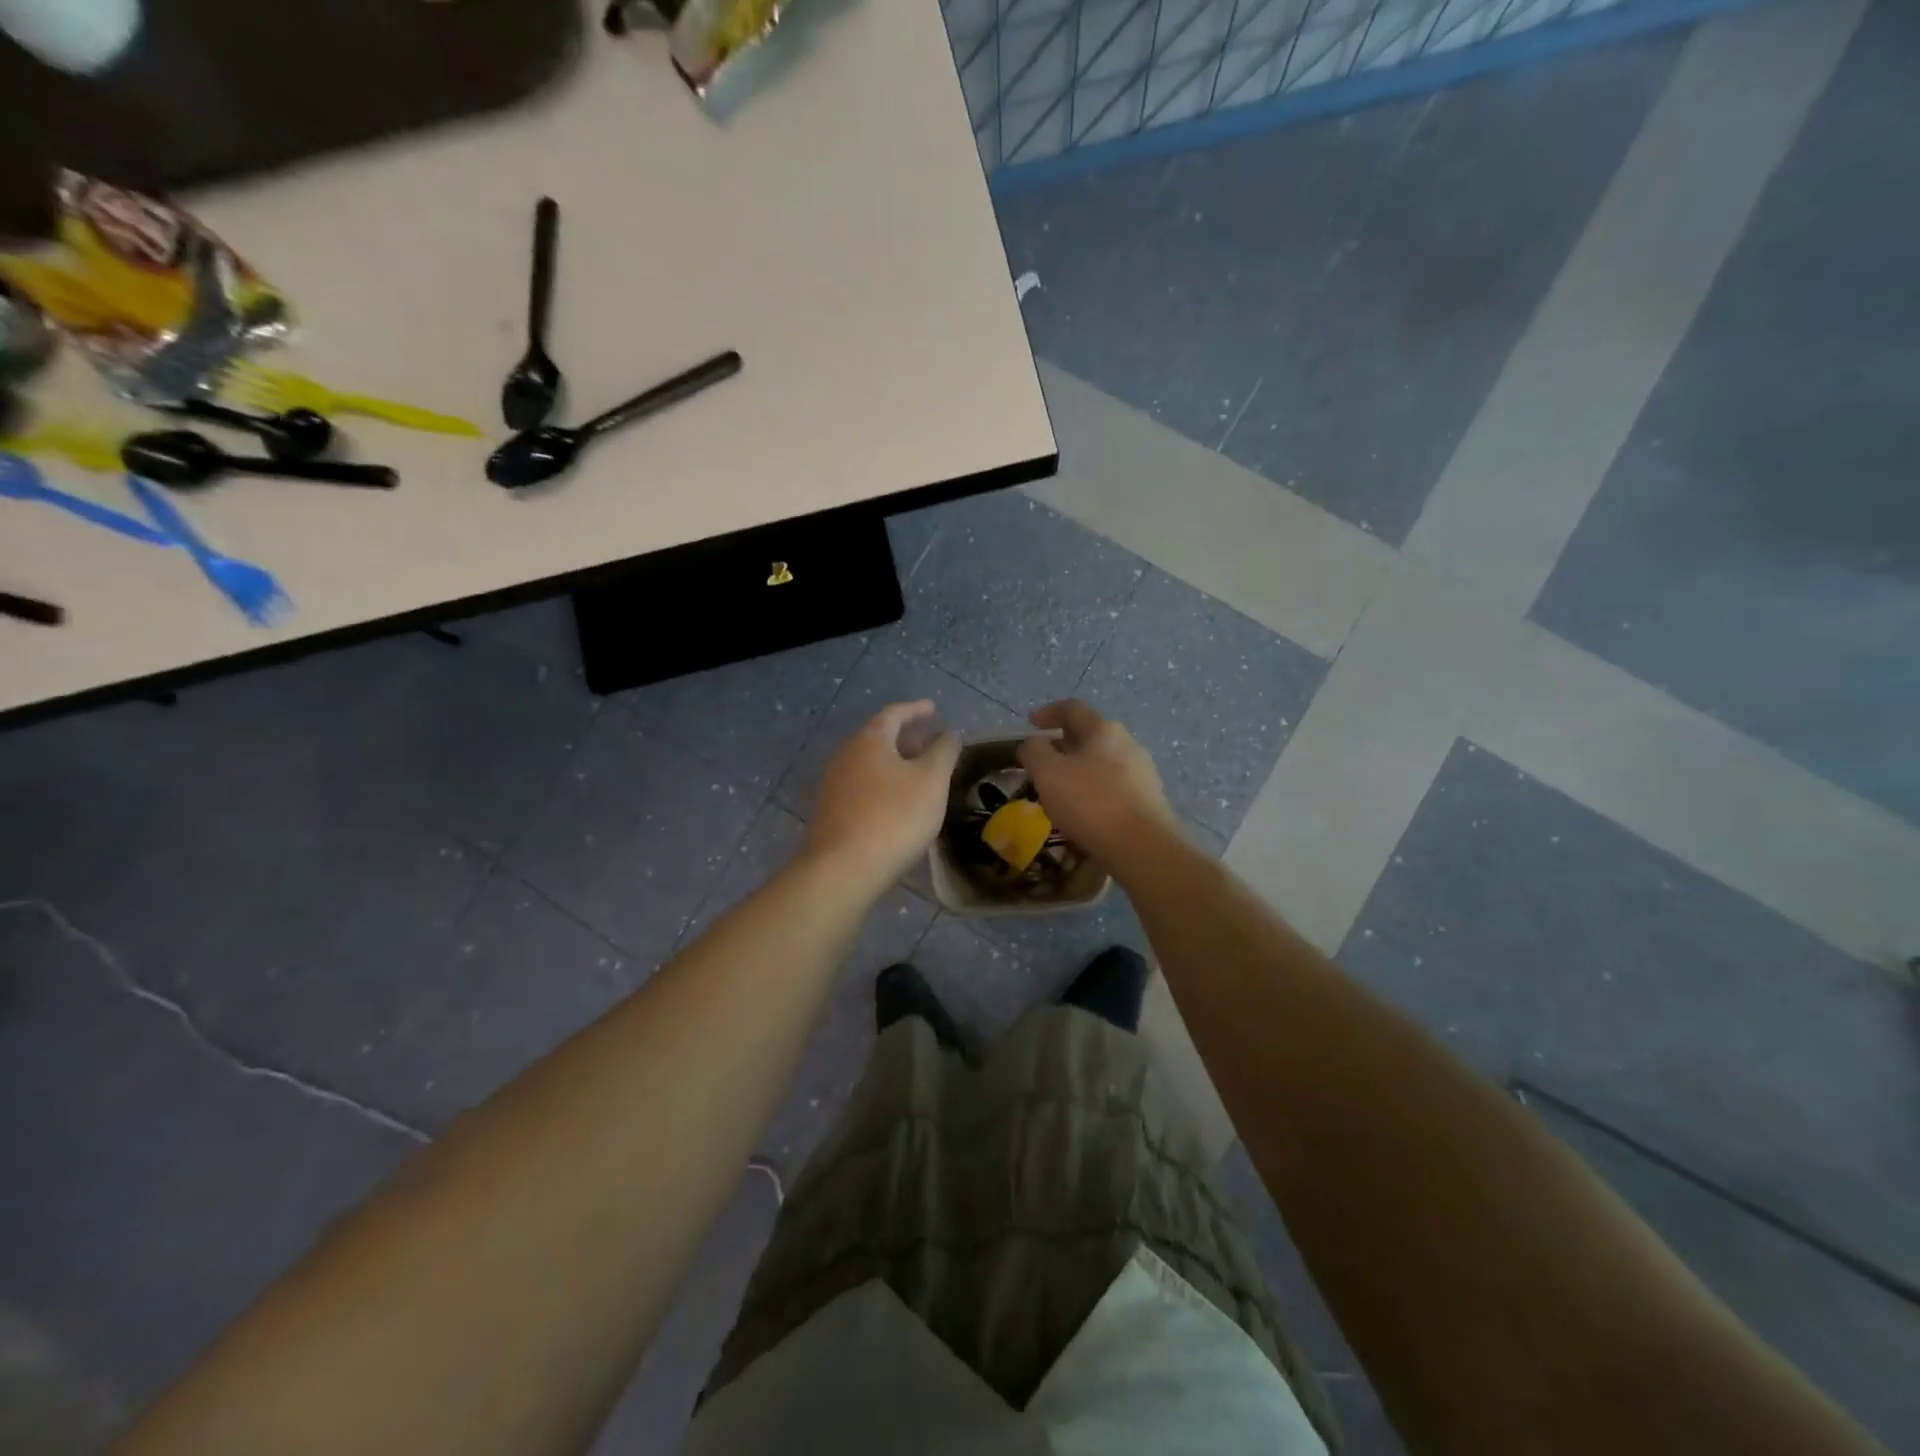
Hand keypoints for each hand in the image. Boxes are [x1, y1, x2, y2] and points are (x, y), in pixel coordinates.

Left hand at [803, 700, 959, 893]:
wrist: (843, 869)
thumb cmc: (894, 817)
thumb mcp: (931, 781)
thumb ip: (943, 752)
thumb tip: (949, 734)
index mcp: (869, 740)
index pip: (893, 713)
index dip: (915, 709)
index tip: (932, 708)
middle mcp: (845, 755)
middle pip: (878, 737)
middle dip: (906, 738)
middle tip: (930, 744)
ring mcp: (833, 784)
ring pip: (869, 764)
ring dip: (894, 763)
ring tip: (918, 775)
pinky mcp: (830, 812)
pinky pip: (861, 786)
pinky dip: (882, 784)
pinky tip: (897, 803)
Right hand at [1017, 699, 1174, 863]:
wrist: (1142, 847)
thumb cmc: (1091, 802)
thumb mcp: (1048, 773)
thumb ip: (1034, 751)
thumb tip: (1032, 744)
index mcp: (1104, 730)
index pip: (1072, 709)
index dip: (1047, 712)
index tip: (1029, 724)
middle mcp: (1128, 744)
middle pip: (1089, 736)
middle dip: (1062, 746)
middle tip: (1041, 764)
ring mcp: (1142, 773)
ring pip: (1102, 763)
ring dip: (1078, 771)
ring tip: (1059, 792)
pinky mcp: (1148, 801)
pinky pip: (1113, 788)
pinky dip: (1093, 792)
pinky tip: (1083, 813)